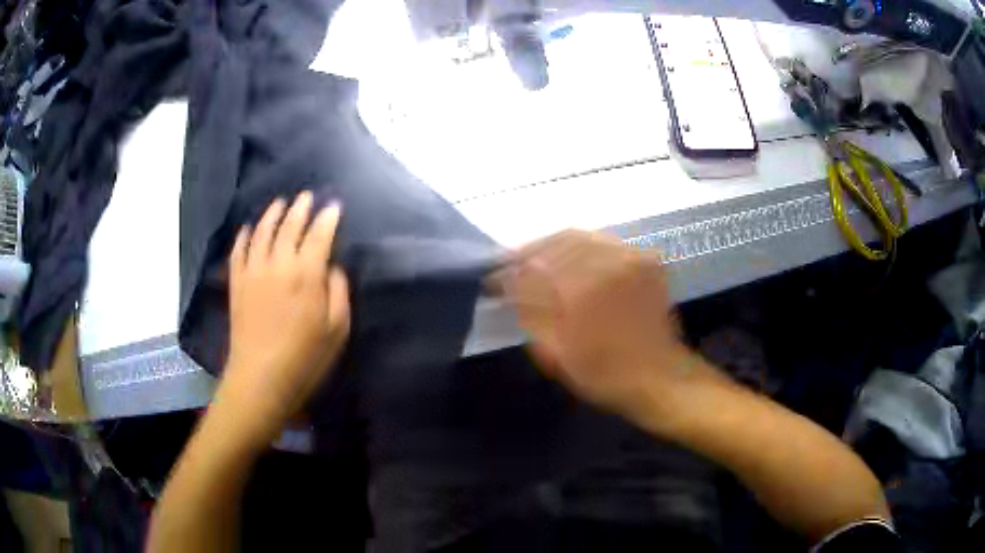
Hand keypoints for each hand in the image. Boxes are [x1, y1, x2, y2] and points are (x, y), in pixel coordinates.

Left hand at [215, 192, 350, 446]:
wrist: (260, 378)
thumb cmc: (305, 359)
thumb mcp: (337, 330)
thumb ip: (338, 292)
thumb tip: (332, 268)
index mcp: (307, 274)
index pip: (319, 235)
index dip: (328, 218)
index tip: (334, 206)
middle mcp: (278, 264)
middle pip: (290, 226)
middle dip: (301, 208)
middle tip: (307, 196)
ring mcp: (253, 271)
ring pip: (262, 231)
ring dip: (272, 213)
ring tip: (280, 203)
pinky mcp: (237, 283)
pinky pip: (239, 251)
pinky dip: (244, 236)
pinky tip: (248, 228)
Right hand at [500, 230, 708, 428]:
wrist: (660, 378)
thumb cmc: (606, 376)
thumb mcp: (558, 354)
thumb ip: (530, 313)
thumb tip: (507, 284)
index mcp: (583, 291)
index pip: (533, 266)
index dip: (508, 270)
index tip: (493, 279)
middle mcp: (607, 264)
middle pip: (556, 242)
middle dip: (529, 252)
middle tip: (510, 266)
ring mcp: (630, 257)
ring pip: (580, 236)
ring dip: (552, 246)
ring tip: (535, 261)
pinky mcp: (644, 259)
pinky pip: (603, 241)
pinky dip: (580, 246)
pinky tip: (568, 260)